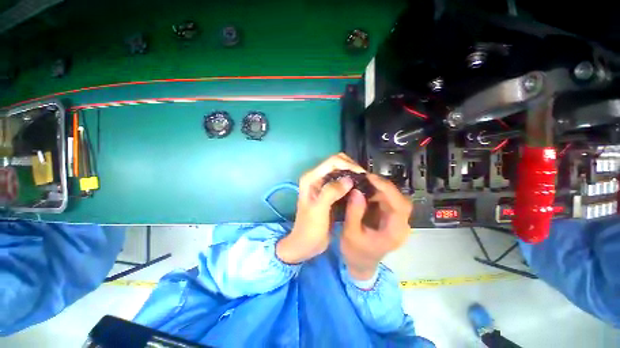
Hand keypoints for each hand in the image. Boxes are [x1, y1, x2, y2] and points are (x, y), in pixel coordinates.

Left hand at [276, 153, 364, 263]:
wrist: (305, 243)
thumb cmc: (310, 228)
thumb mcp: (319, 210)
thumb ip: (331, 192)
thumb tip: (348, 179)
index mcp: (311, 178)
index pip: (332, 162)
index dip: (348, 164)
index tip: (362, 174)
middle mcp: (316, 177)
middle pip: (336, 163)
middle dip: (351, 167)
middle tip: (365, 178)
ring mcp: (322, 184)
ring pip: (340, 170)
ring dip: (352, 173)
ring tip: (364, 181)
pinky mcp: (328, 191)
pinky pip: (341, 181)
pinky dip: (350, 181)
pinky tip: (359, 188)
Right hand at [341, 174, 412, 279]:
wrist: (360, 264)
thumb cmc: (355, 252)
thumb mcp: (351, 233)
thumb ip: (354, 212)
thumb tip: (357, 190)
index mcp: (394, 232)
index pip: (399, 206)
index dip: (387, 189)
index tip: (370, 178)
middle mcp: (401, 225)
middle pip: (400, 199)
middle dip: (383, 186)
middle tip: (365, 178)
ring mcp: (396, 221)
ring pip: (394, 198)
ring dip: (379, 189)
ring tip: (363, 182)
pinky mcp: (390, 217)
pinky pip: (387, 201)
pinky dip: (377, 193)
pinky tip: (365, 190)